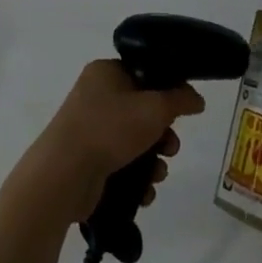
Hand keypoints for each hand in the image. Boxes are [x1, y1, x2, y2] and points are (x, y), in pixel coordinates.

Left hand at [22, 60, 204, 223]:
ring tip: (158, 173)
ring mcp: (90, 128)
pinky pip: (122, 163)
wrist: (65, 174)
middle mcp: (96, 96)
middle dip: (164, 133)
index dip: (167, 89)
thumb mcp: (153, 108)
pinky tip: (145, 191)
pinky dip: (137, 177)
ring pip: (135, 140)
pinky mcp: (89, 159)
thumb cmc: (109, 128)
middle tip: (171, 146)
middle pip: (143, 110)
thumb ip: (180, 100)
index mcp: (106, 72)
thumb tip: (196, 98)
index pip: (144, 73)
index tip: (184, 107)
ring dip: (153, 158)